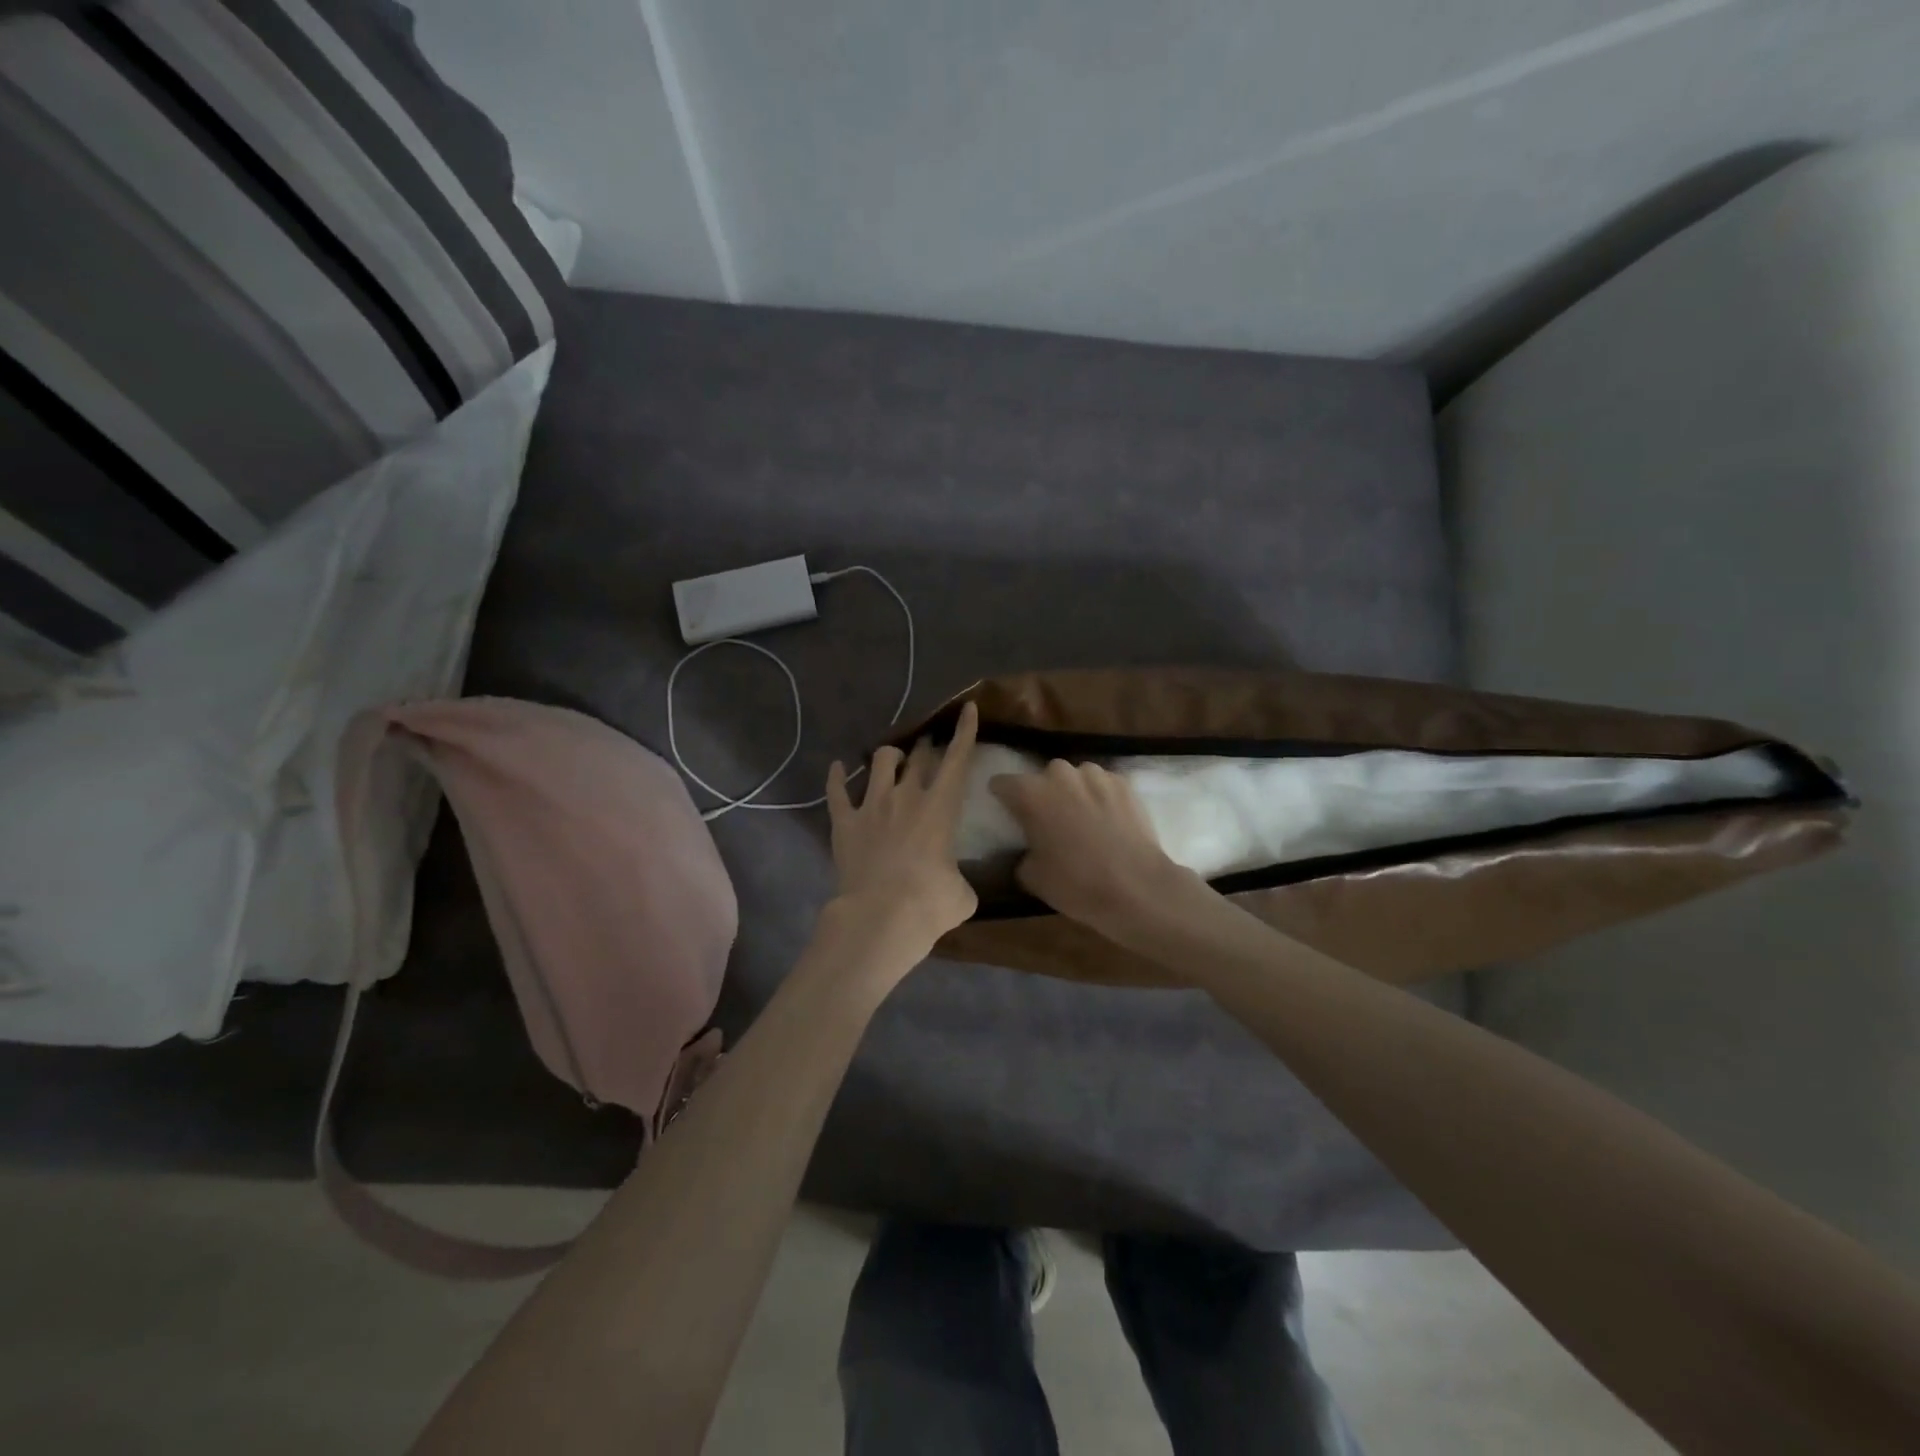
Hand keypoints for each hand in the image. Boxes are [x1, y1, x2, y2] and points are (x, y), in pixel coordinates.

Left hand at [824, 702, 981, 963]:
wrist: (880, 916)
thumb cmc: (930, 903)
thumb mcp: (962, 894)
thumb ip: (959, 878)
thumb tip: (954, 884)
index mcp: (941, 807)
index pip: (958, 758)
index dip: (965, 730)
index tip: (967, 707)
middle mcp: (907, 795)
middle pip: (919, 756)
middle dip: (926, 748)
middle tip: (927, 750)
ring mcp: (872, 805)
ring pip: (880, 761)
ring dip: (890, 756)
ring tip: (892, 760)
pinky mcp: (844, 821)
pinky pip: (837, 790)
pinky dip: (837, 777)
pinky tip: (837, 768)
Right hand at [989, 760, 1203, 942]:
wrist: (1138, 888)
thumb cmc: (1077, 884)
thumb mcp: (1032, 877)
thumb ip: (1022, 853)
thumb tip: (1029, 849)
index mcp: (1031, 793)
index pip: (1002, 783)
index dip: (1002, 798)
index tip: (1008, 814)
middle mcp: (1061, 774)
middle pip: (1042, 778)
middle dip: (1043, 795)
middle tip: (1049, 823)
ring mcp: (1096, 775)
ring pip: (1076, 778)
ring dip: (1073, 793)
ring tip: (1083, 821)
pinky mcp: (1125, 783)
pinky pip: (1103, 786)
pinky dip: (1101, 798)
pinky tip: (1109, 823)